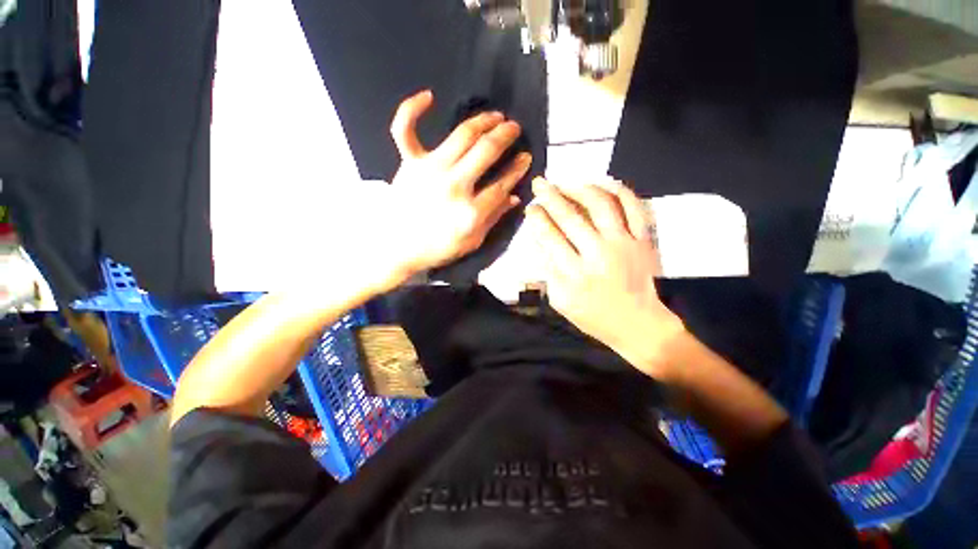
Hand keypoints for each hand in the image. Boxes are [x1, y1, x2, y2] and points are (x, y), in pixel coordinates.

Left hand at [387, 90, 530, 277]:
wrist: (398, 248)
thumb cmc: (438, 248)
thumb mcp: (472, 242)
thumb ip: (494, 218)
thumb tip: (515, 197)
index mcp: (471, 211)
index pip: (502, 183)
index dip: (518, 168)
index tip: (526, 157)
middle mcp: (454, 185)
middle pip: (486, 152)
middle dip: (505, 136)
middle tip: (514, 128)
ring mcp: (430, 170)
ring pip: (461, 135)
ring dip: (482, 120)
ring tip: (495, 116)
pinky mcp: (409, 163)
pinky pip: (405, 129)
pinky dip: (412, 109)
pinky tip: (428, 96)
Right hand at [524, 178, 685, 379]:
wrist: (638, 324)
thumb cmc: (593, 316)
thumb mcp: (560, 301)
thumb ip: (548, 271)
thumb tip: (540, 241)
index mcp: (574, 273)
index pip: (549, 237)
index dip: (537, 218)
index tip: (530, 207)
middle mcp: (598, 254)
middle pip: (570, 217)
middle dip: (550, 196)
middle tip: (540, 183)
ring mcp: (624, 244)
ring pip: (601, 205)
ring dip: (580, 189)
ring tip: (567, 182)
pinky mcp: (644, 240)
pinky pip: (634, 207)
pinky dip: (620, 191)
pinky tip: (605, 183)